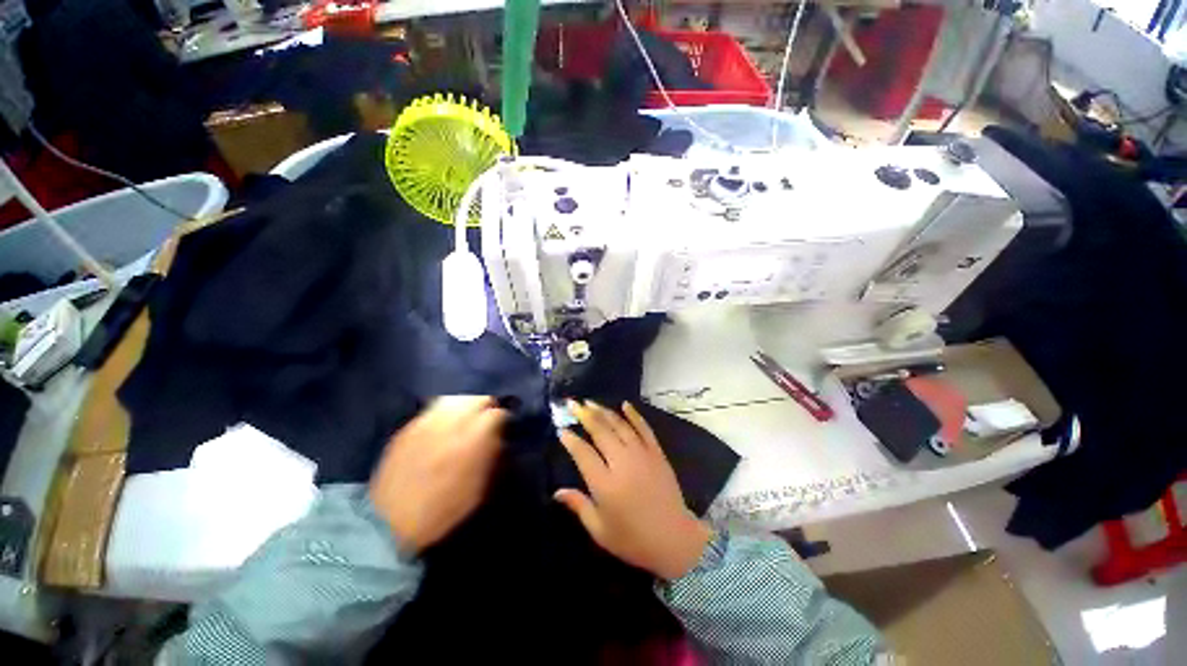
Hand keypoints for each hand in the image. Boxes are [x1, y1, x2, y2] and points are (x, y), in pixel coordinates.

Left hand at [369, 396, 507, 553]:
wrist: (390, 522)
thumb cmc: (444, 510)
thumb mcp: (479, 487)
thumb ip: (493, 455)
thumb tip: (499, 436)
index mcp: (473, 439)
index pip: (498, 413)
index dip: (504, 419)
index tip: (505, 427)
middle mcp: (452, 422)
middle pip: (478, 398)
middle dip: (487, 406)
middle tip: (487, 420)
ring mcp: (427, 421)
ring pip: (456, 398)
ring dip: (467, 405)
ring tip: (467, 418)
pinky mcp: (409, 426)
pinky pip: (434, 408)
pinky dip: (445, 412)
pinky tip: (445, 425)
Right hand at [555, 401, 712, 580]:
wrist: (674, 539)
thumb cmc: (633, 540)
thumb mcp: (600, 530)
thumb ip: (578, 506)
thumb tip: (556, 491)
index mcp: (605, 484)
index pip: (583, 453)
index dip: (571, 440)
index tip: (561, 430)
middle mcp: (622, 463)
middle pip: (600, 431)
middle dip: (584, 415)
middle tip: (572, 404)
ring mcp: (642, 454)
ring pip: (619, 425)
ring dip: (603, 411)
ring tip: (590, 402)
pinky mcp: (656, 452)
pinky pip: (644, 428)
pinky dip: (634, 414)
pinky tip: (624, 404)